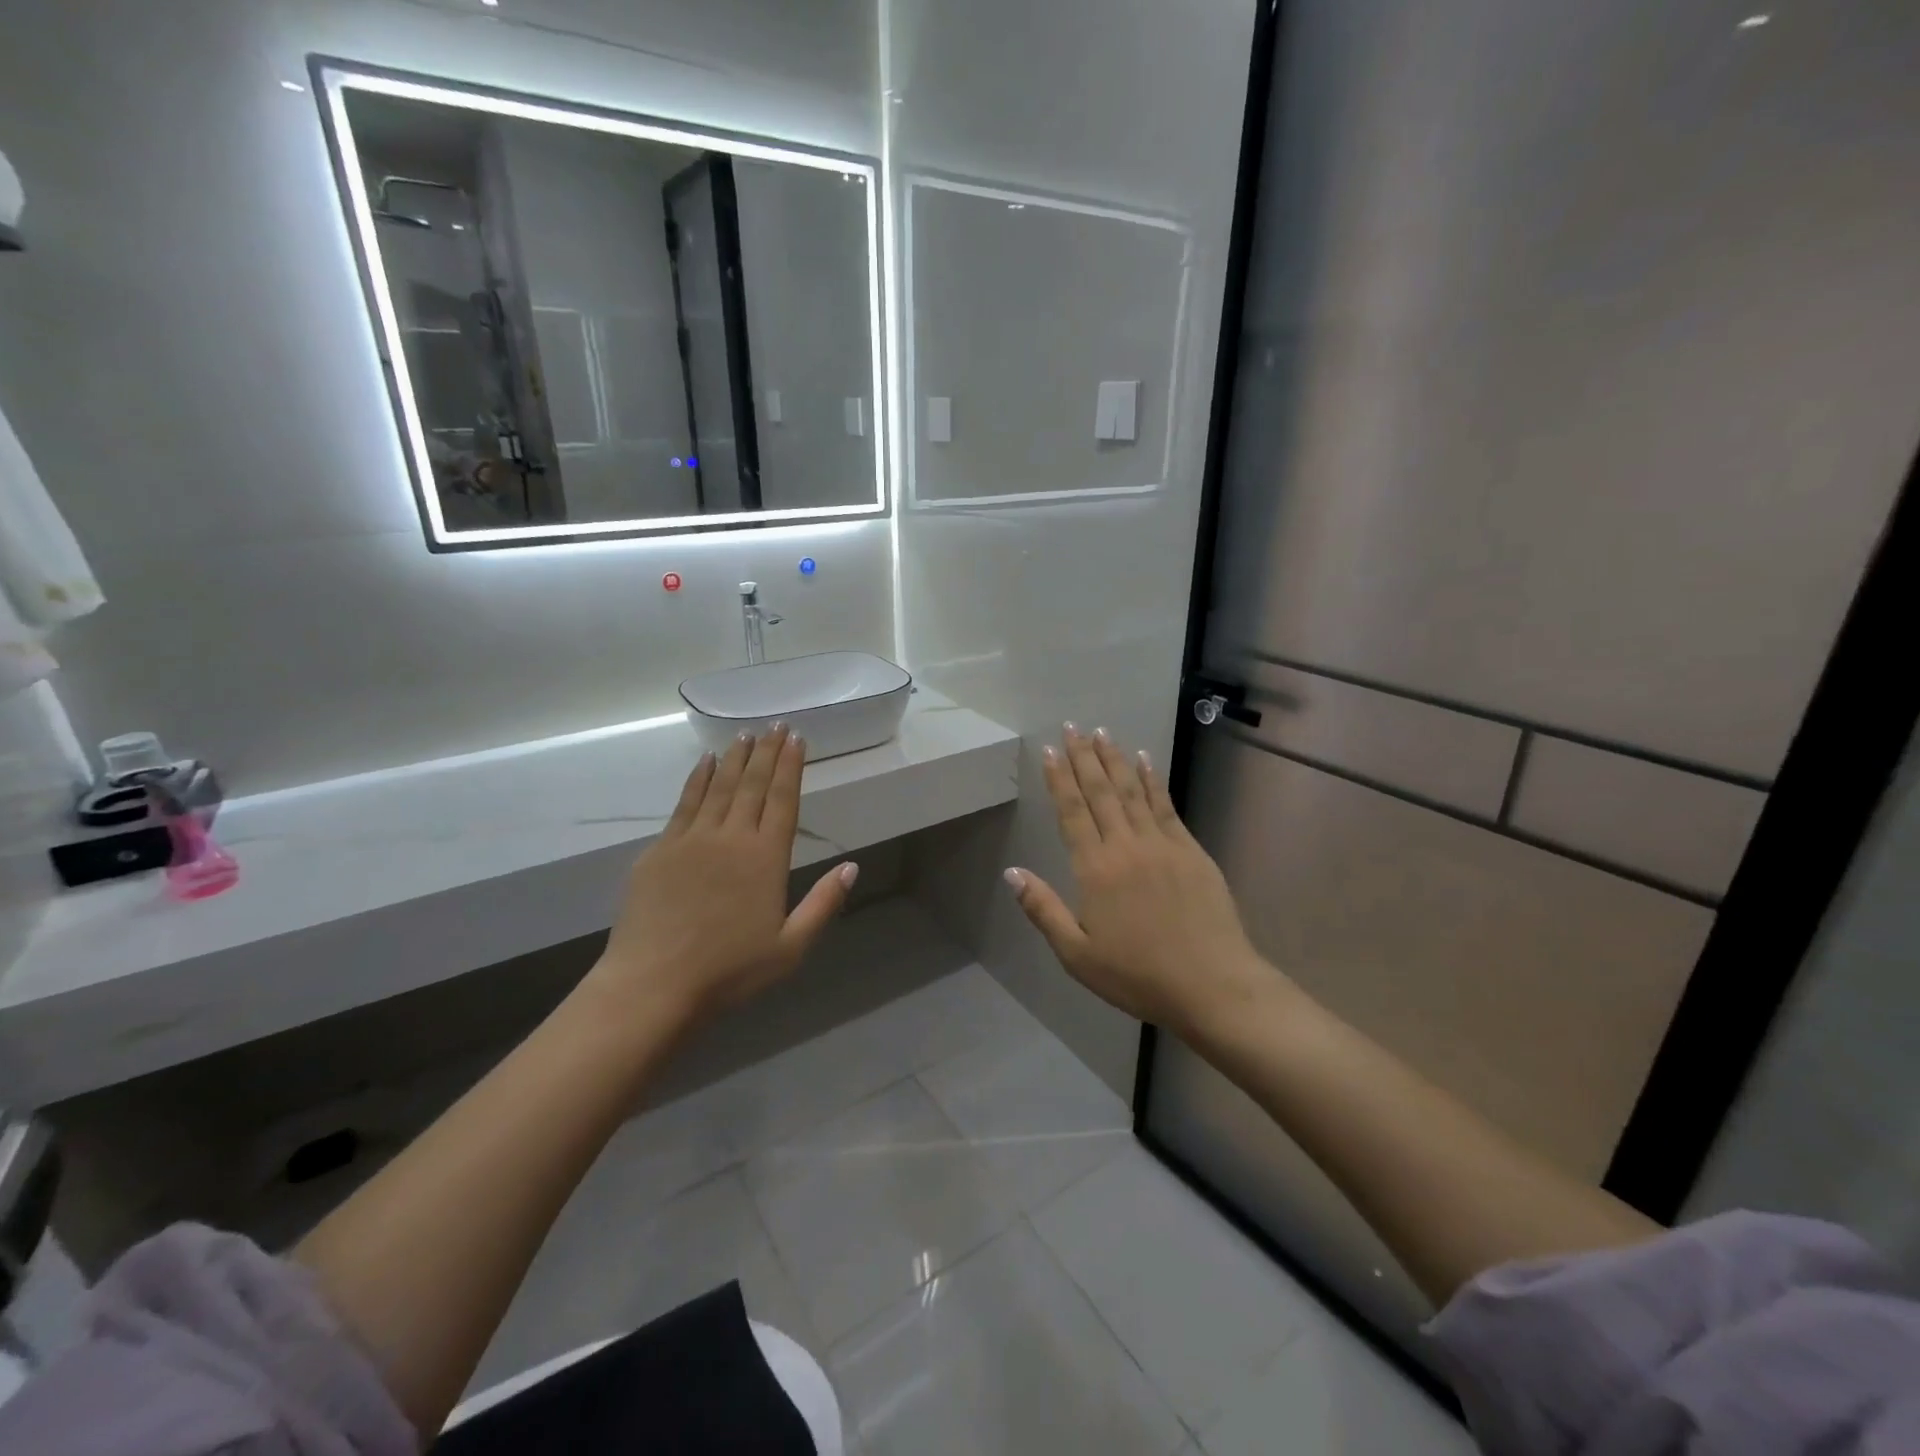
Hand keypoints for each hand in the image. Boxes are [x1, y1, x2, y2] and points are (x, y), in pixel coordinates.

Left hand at [584, 726, 856, 1031]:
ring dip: (736, 758)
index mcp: (766, 858)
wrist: (653, 984)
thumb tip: (852, 866)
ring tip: (746, 734)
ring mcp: (692, 840)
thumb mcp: (791, 947)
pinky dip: (698, 779)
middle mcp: (731, 838)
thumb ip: (823, 904)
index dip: (791, 767)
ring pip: (719, 787)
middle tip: (776, 724)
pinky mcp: (660, 849)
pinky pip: (685, 803)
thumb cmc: (730, 971)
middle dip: (767, 752)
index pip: (783, 800)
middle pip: (753, 785)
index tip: (797, 738)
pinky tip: (706, 762)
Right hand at [1007, 726, 1272, 1033]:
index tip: (1051, 750)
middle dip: (1084, 757)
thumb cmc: (1138, 975)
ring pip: (1132, 790)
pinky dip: (1152, 780)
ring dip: (1115, 759)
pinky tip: (1145, 760)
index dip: (1060, 779)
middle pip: (1101, 792)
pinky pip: (1166, 805)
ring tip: (1102, 732)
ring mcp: (1162, 844)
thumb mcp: (1078, 954)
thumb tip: (1011, 873)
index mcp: (1095, 869)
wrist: (1212, 985)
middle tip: (1073, 727)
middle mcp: (1126, 846)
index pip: (1072, 812)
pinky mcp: (1191, 850)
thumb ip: (1043, 910)